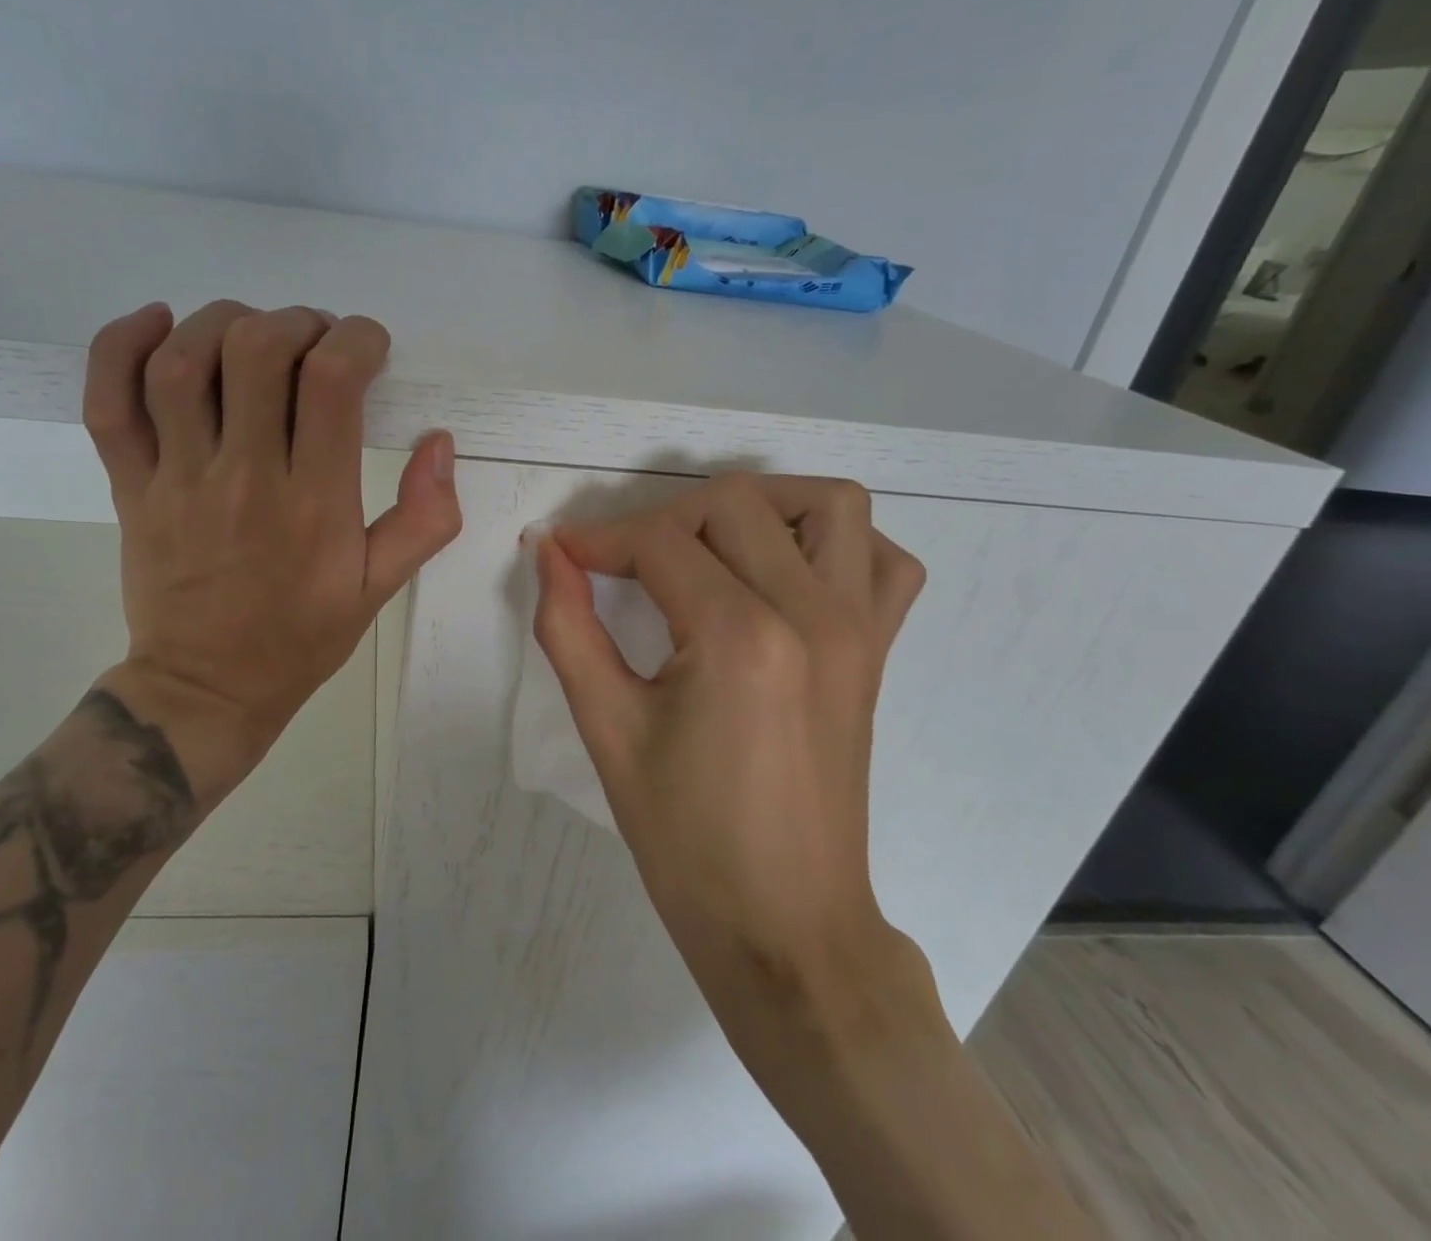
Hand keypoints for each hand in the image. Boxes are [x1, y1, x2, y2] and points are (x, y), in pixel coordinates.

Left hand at [81, 300, 461, 801]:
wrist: (207, 687)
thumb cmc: (301, 637)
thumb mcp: (380, 588)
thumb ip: (424, 518)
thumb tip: (439, 441)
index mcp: (314, 502)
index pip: (332, 381)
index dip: (357, 340)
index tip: (368, 349)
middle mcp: (244, 477)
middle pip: (256, 351)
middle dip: (296, 323)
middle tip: (315, 343)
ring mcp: (177, 479)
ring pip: (182, 362)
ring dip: (222, 322)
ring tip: (252, 334)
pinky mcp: (130, 487)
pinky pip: (109, 402)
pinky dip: (121, 346)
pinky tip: (158, 323)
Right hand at [530, 473, 923, 1002]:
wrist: (785, 926)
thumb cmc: (686, 839)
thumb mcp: (607, 728)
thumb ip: (569, 626)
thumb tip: (547, 552)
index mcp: (739, 637)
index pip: (659, 543)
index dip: (598, 539)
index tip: (561, 552)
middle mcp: (812, 613)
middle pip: (733, 505)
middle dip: (661, 519)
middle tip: (620, 564)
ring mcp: (859, 629)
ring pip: (828, 505)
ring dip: (759, 506)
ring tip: (706, 547)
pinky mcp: (878, 652)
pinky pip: (883, 561)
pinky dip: (834, 544)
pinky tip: (782, 574)